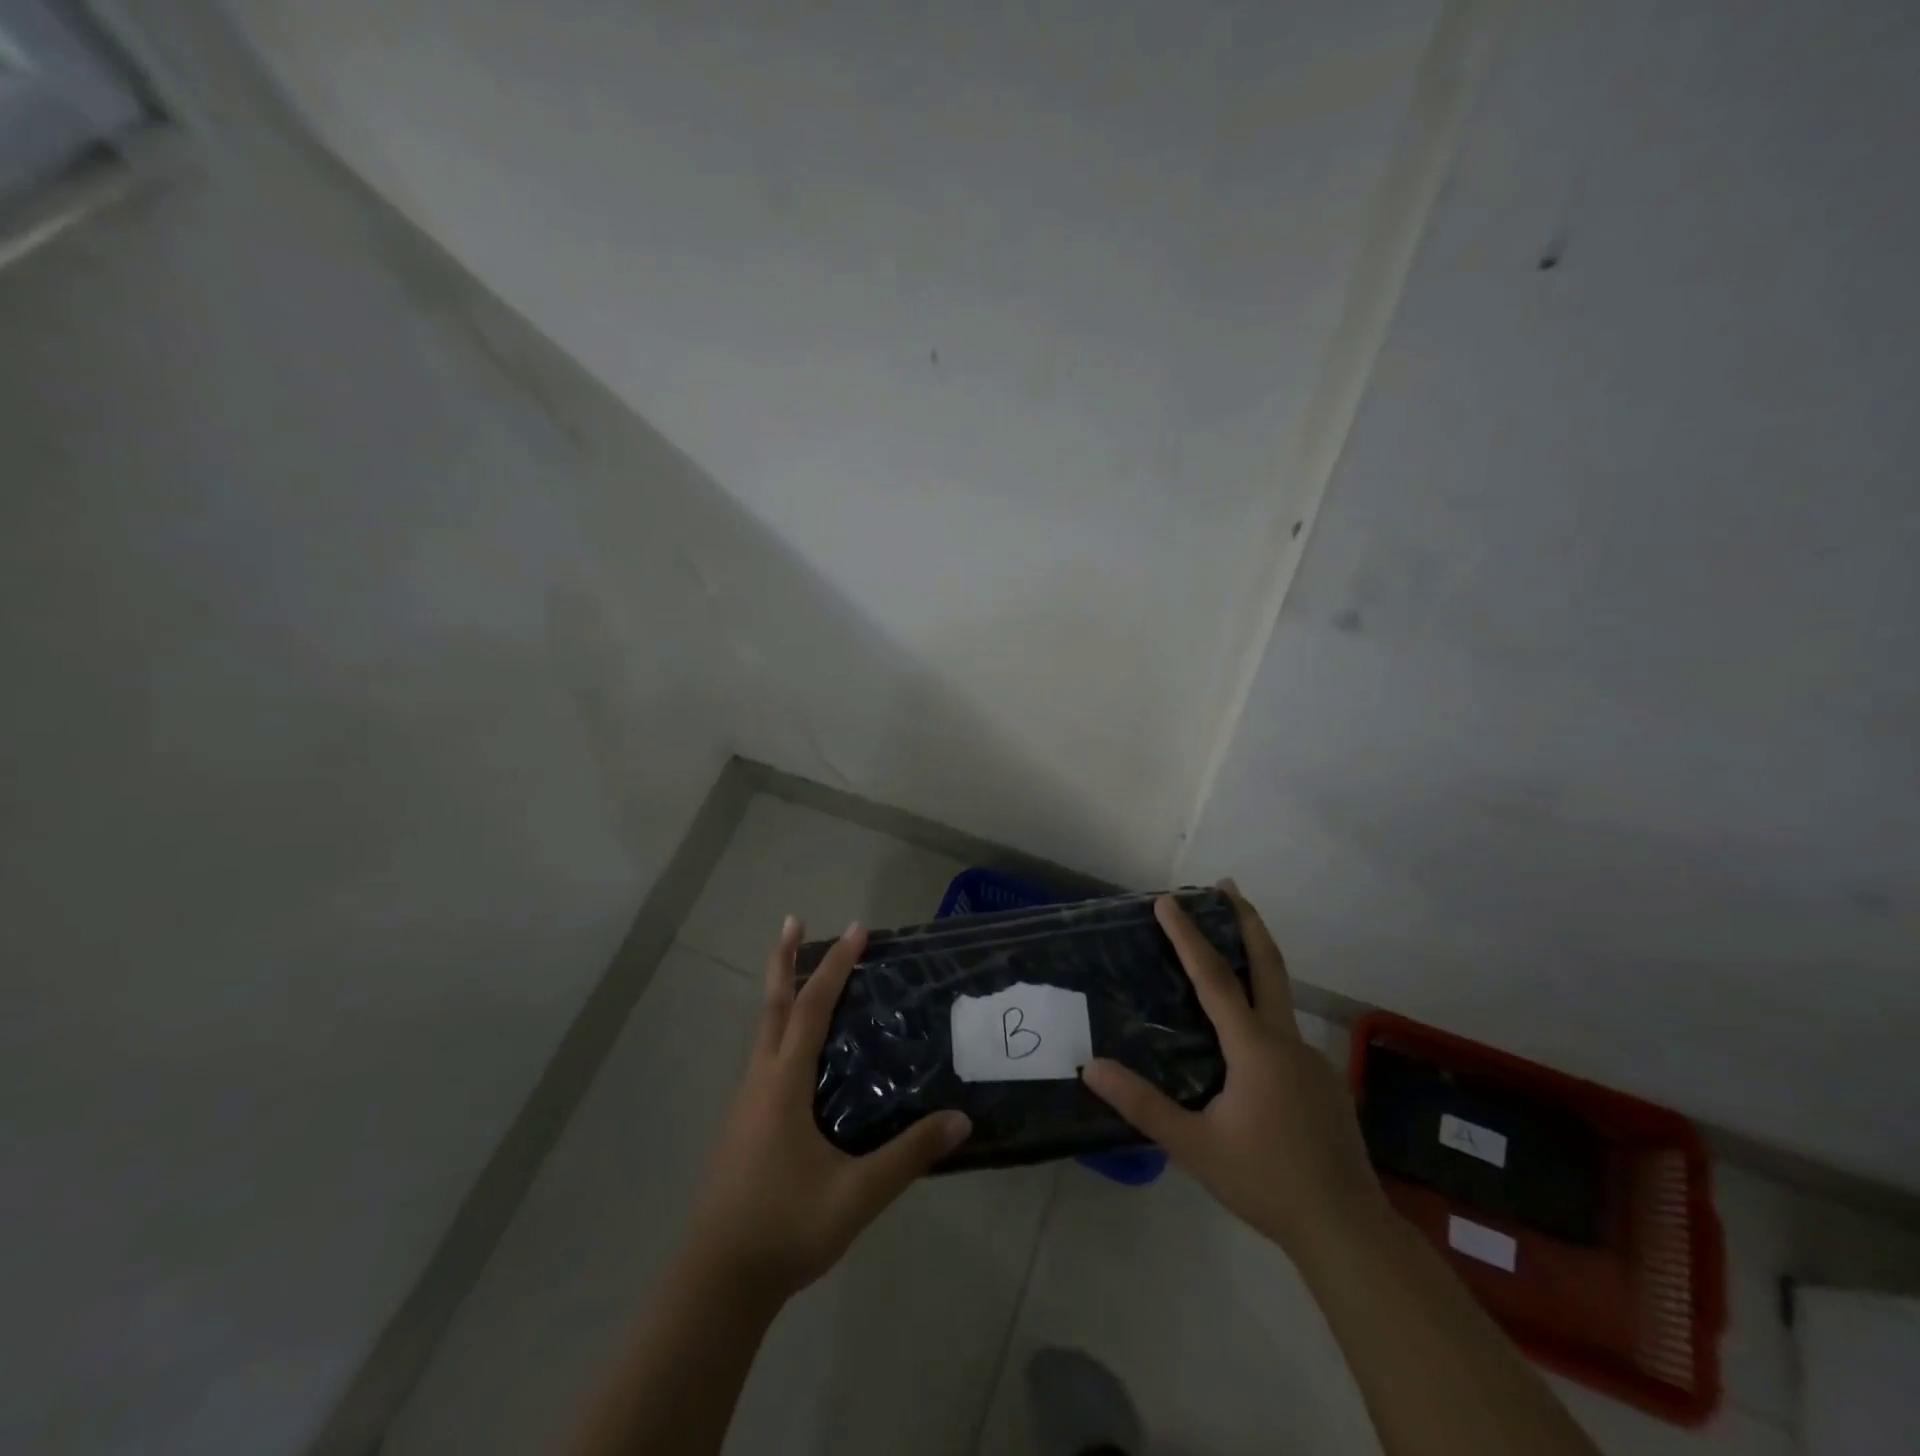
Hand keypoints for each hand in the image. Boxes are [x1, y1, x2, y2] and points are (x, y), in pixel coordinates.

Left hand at [686, 917, 971, 1305]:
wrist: (717, 1282)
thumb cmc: (784, 1228)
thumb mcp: (856, 1195)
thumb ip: (908, 1156)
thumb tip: (960, 1120)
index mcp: (784, 1083)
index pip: (813, 1008)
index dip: (835, 966)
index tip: (858, 930)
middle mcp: (761, 1080)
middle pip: (773, 1005)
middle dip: (784, 959)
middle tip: (793, 920)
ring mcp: (747, 1102)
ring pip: (764, 1030)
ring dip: (781, 992)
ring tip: (800, 972)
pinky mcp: (744, 1123)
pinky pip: (766, 1055)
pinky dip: (781, 1028)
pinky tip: (797, 1050)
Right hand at [1081, 884, 1385, 1257]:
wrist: (1348, 1230)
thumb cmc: (1266, 1182)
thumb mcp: (1195, 1147)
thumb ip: (1142, 1106)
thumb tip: (1091, 1067)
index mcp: (1254, 1048)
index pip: (1214, 977)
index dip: (1188, 936)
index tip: (1167, 900)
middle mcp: (1286, 1041)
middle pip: (1268, 964)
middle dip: (1247, 919)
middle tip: (1227, 885)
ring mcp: (1311, 1060)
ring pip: (1279, 996)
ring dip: (1254, 960)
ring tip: (1227, 950)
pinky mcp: (1322, 1081)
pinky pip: (1285, 1031)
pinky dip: (1262, 1008)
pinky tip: (1246, 1040)